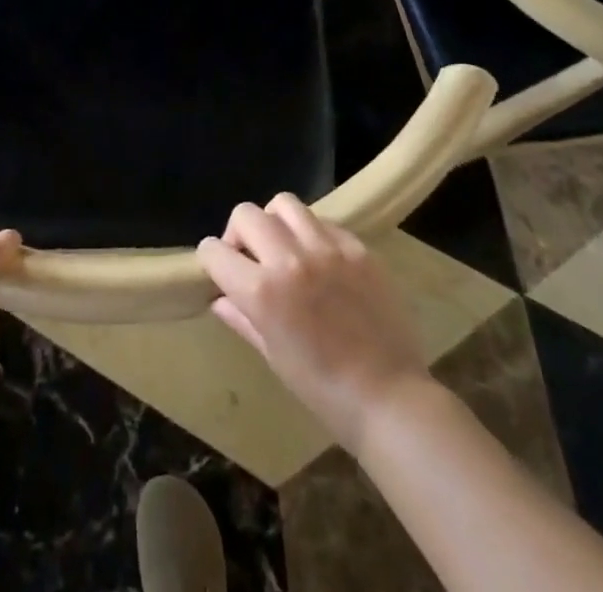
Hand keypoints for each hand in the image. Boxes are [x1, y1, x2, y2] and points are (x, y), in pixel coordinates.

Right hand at [197, 194, 430, 448]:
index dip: (212, 260)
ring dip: (275, 222)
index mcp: (262, 291)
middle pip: (246, 214)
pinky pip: (323, 221)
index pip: (214, 250)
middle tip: (252, 258)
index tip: (222, 272)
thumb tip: (219, 298)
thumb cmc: (324, 390)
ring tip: (285, 247)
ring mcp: (327, 248)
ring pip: (284, 204)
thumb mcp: (274, 356)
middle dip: (239, 234)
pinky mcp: (357, 247)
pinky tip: (320, 259)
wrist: (390, 399)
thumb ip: (242, 318)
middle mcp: (290, 258)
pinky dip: (312, 233)